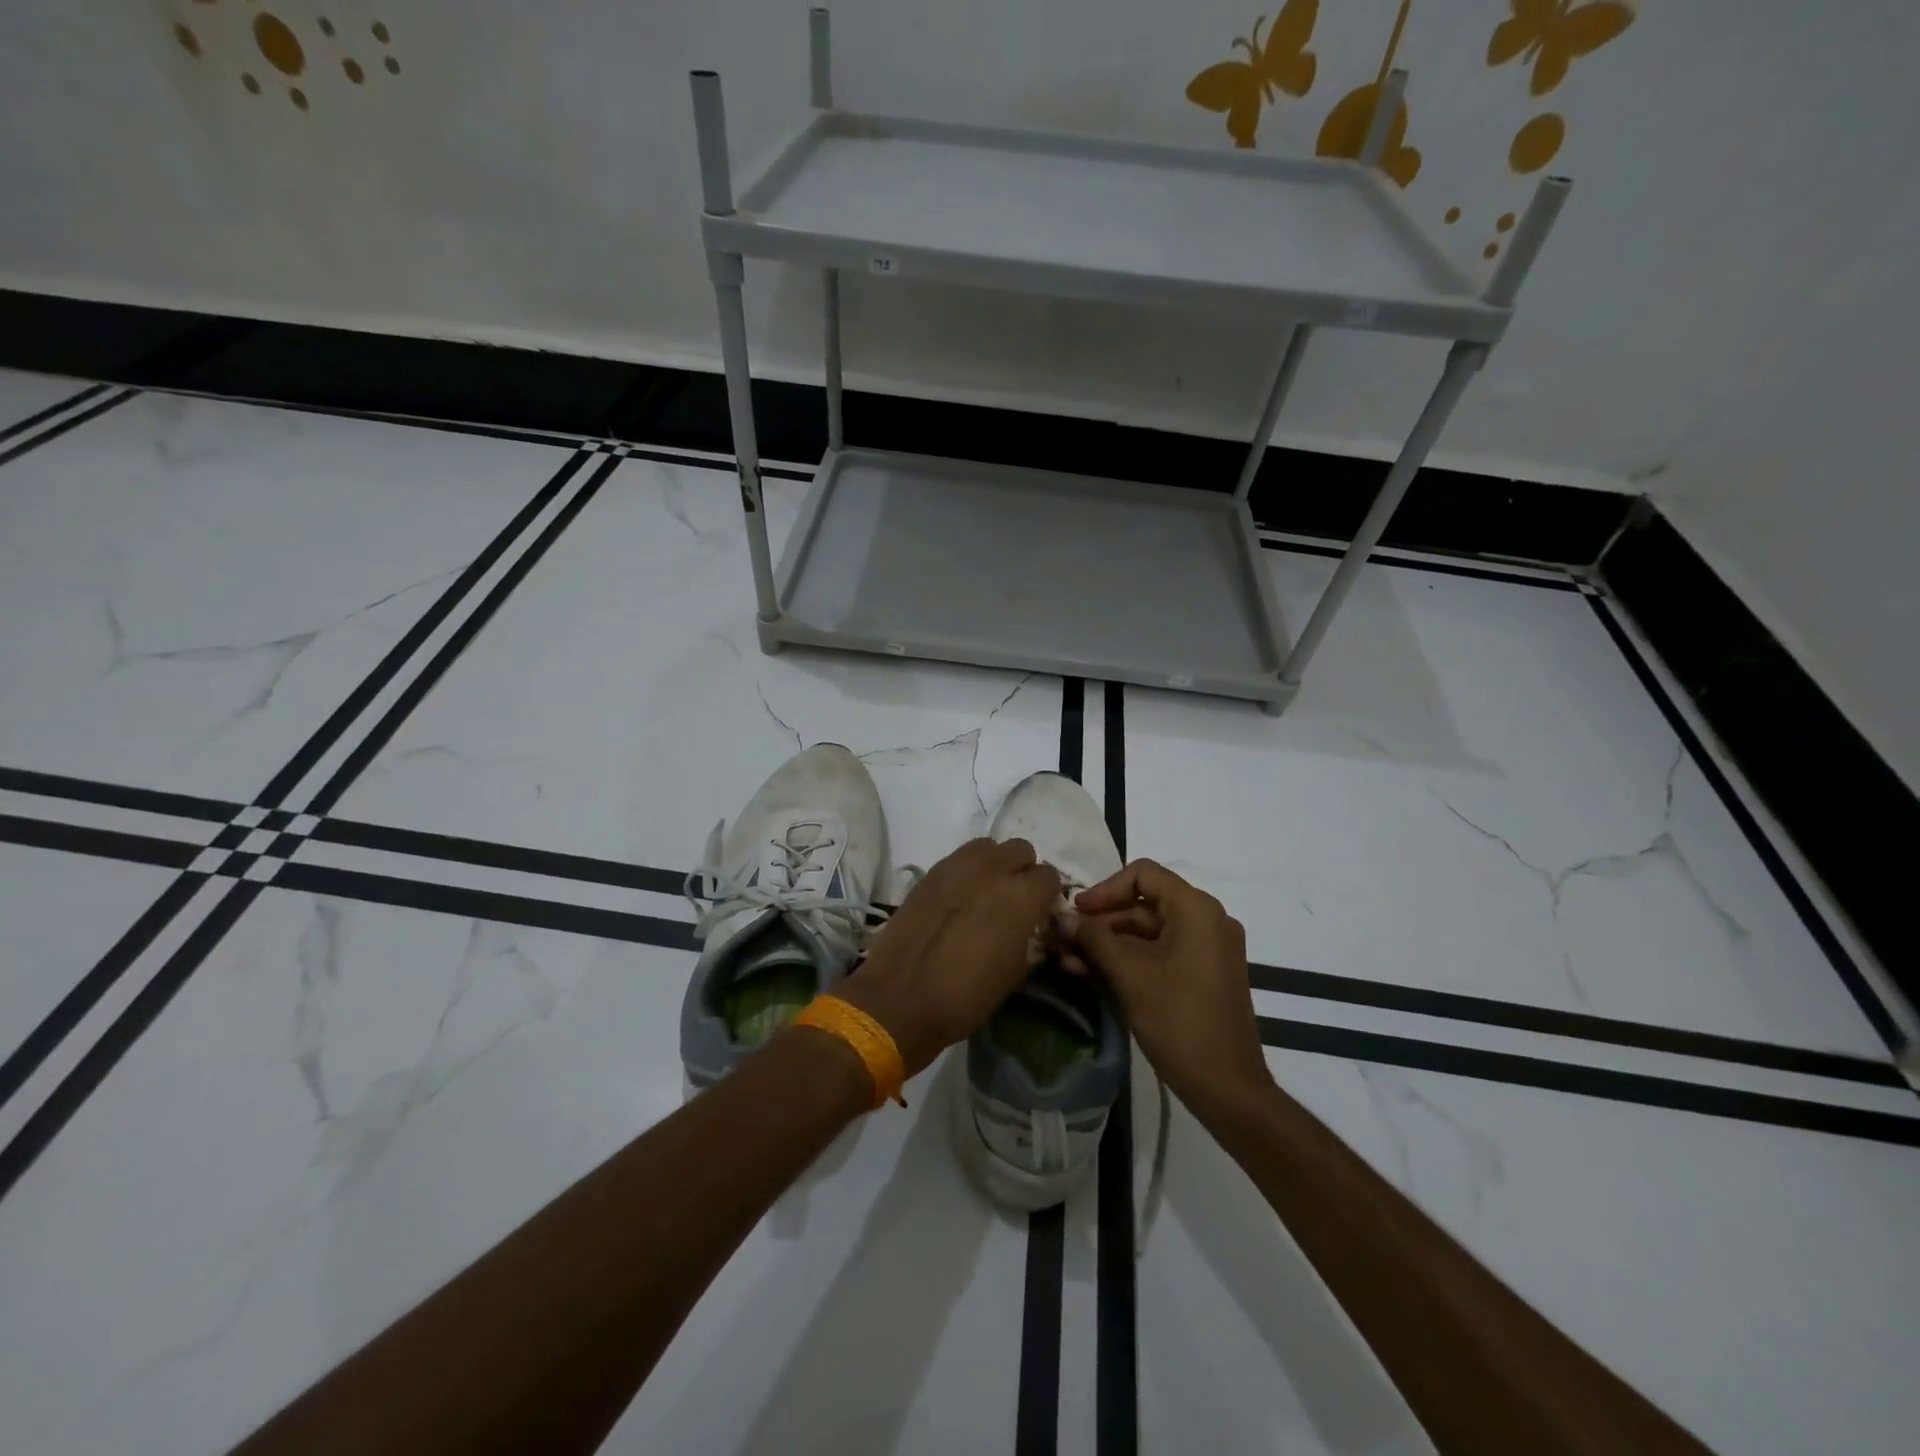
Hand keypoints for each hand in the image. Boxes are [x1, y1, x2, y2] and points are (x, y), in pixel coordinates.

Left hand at [836, 838, 1061, 1077]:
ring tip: (986, 893)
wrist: (901, 997)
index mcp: (1020, 896)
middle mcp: (992, 869)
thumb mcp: (1015, 972)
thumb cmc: (967, 995)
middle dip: (1023, 871)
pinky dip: (967, 871)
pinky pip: (960, 858)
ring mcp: (957, 865)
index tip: (1040, 913)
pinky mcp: (930, 872)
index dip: (1047, 895)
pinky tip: (959, 899)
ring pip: (989, 847)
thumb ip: (1028, 936)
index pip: (1049, 876)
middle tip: (1015, 900)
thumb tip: (1028, 925)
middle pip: (1021, 850)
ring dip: (995, 864)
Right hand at [1063, 859, 1270, 1113]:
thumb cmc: (1178, 1020)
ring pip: (1147, 932)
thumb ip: (1093, 939)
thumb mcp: (1129, 974)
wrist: (1227, 1087)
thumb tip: (1061, 918)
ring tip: (1066, 960)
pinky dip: (1127, 960)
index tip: (1076, 912)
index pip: (1143, 874)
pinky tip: (1089, 973)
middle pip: (1143, 903)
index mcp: (1196, 909)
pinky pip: (1159, 954)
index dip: (1105, 889)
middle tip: (1063, 939)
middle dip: (1100, 922)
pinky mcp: (1201, 975)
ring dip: (1107, 944)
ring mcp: (1206, 949)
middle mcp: (1206, 920)